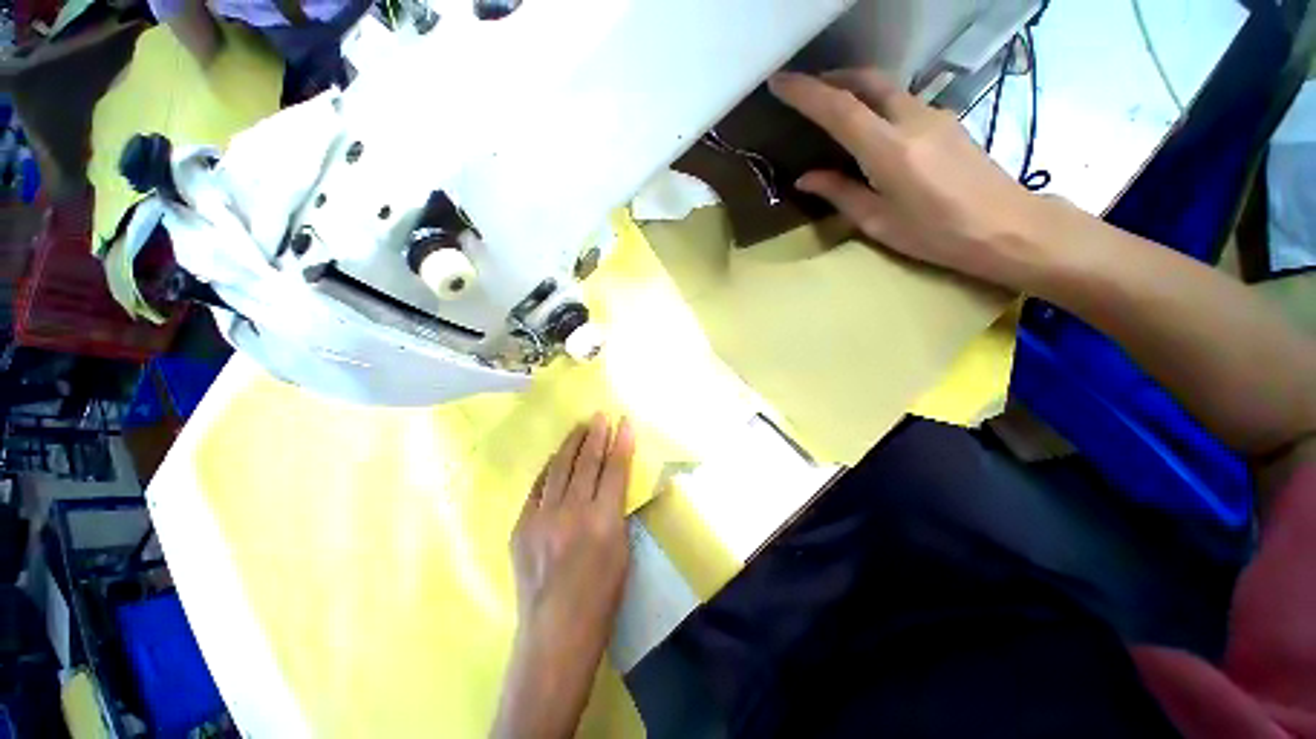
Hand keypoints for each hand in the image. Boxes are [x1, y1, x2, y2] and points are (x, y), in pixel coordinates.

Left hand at [494, 414, 634, 738]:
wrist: (555, 633)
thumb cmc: (601, 597)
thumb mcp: (623, 551)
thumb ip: (617, 512)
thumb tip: (611, 483)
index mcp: (603, 521)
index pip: (615, 470)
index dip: (622, 443)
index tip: (625, 422)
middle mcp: (572, 513)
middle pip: (586, 462)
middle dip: (596, 434)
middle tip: (600, 415)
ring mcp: (542, 518)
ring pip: (560, 468)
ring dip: (572, 444)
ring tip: (580, 426)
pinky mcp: (521, 526)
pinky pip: (538, 487)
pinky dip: (550, 468)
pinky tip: (557, 457)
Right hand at [768, 70, 1055, 290]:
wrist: (1007, 226)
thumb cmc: (936, 233)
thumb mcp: (879, 221)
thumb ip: (841, 194)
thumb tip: (806, 178)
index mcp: (889, 150)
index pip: (839, 109)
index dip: (806, 93)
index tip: (779, 82)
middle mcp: (912, 120)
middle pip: (868, 81)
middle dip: (832, 77)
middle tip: (806, 88)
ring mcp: (935, 115)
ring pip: (887, 88)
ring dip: (856, 89)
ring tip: (833, 107)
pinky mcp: (947, 121)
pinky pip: (904, 102)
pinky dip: (878, 104)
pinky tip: (871, 126)